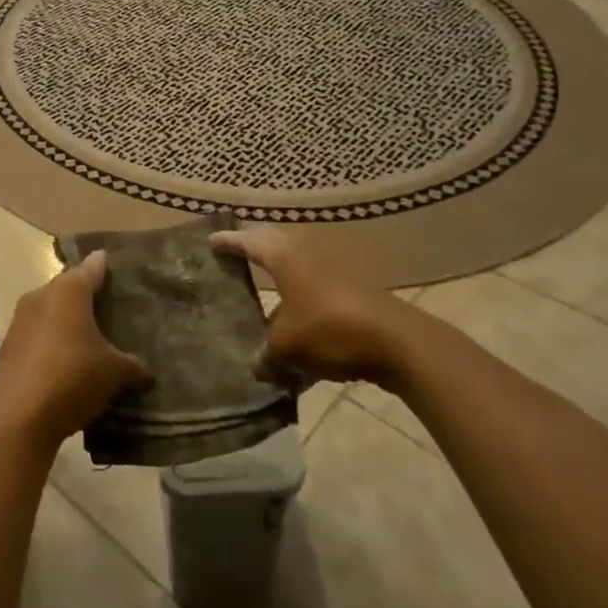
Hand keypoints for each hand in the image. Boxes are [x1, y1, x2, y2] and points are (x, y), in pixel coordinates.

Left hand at [0, 252, 152, 449]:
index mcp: (69, 291)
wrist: (17, 417)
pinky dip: (51, 340)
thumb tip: (148, 372)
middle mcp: (42, 296)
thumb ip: (133, 367)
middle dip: (85, 294)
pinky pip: (37, 333)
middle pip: (68, 287)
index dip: (104, 267)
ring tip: (88, 334)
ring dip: (65, 319)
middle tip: (107, 304)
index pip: (91, 268)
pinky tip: (64, 359)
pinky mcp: (9, 346)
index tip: (113, 264)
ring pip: (49, 310)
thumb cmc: (72, 378)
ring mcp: (21, 320)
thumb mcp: (113, 373)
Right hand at [212, 226, 423, 389]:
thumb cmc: (330, 329)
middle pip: (272, 247)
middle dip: (253, 252)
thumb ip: (266, 355)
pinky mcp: (350, 291)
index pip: (247, 241)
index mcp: (283, 255)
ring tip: (260, 296)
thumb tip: (257, 367)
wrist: (397, 342)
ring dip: (279, 281)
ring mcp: (331, 270)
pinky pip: (313, 290)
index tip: (210, 242)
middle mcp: (305, 253)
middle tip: (233, 259)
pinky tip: (295, 328)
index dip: (228, 243)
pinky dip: (299, 301)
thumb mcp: (287, 347)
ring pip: (295, 270)